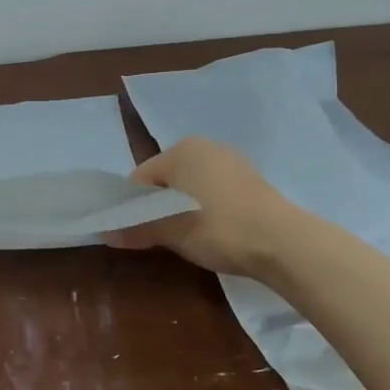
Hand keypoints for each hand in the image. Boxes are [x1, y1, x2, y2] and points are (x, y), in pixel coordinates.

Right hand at [104, 137, 290, 277]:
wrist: (283, 242)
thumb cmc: (218, 228)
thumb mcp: (172, 232)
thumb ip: (138, 229)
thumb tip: (106, 234)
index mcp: (181, 150)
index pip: (141, 178)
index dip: (131, 206)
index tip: (131, 232)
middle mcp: (205, 147)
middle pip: (166, 180)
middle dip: (157, 207)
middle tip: (156, 237)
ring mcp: (231, 162)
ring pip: (191, 186)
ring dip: (181, 209)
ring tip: (184, 238)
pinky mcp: (250, 180)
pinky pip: (213, 192)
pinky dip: (205, 208)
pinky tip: (211, 232)